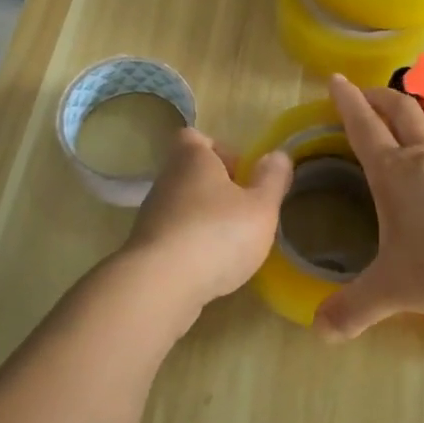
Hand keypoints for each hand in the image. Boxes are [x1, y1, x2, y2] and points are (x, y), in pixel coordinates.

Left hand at [120, 127, 292, 321]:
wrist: (161, 285)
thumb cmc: (217, 234)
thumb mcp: (261, 207)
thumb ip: (272, 179)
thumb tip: (278, 155)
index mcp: (192, 159)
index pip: (196, 137)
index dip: (220, 150)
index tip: (242, 174)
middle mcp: (167, 180)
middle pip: (191, 172)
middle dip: (217, 189)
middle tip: (243, 211)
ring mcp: (151, 215)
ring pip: (182, 205)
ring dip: (204, 218)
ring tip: (230, 243)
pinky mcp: (145, 248)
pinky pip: (173, 235)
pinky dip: (190, 245)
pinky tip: (209, 266)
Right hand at [315, 75, 423, 339]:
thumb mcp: (394, 288)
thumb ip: (355, 308)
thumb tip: (319, 331)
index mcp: (393, 172)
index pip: (363, 127)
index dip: (346, 102)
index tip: (335, 79)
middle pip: (400, 110)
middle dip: (378, 97)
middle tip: (364, 93)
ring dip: (413, 112)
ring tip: (403, 115)